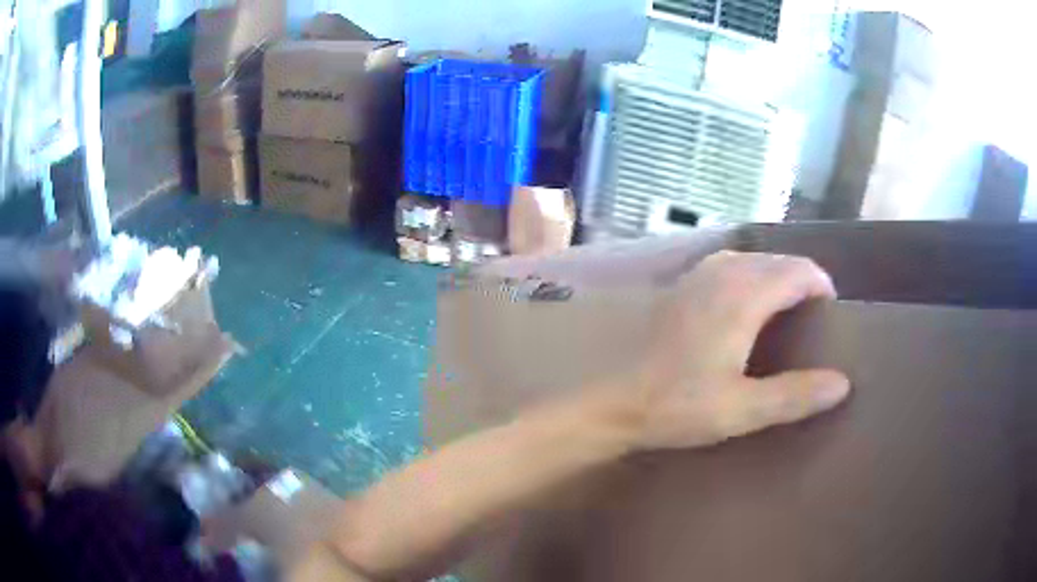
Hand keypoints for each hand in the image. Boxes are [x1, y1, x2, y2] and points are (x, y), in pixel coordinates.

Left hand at [633, 251, 850, 450]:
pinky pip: (730, 265)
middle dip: (803, 281)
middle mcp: (723, 273)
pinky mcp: (682, 286)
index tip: (831, 316)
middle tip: (814, 320)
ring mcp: (698, 275)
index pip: (799, 271)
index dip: (821, 287)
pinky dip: (751, 276)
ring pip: (754, 260)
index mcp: (743, 296)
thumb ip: (794, 395)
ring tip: (788, 312)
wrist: (614, 402)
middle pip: (778, 261)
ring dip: (777, 277)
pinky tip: (747, 307)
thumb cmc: (677, 406)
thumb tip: (843, 383)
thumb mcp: (742, 410)